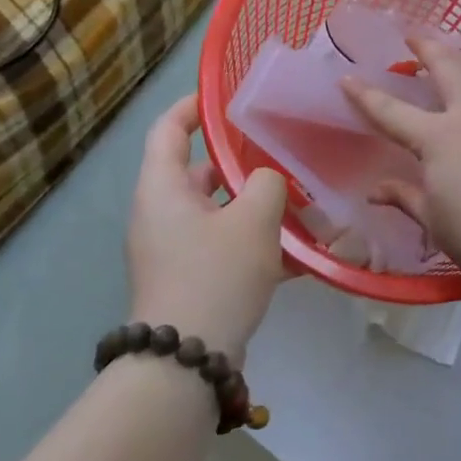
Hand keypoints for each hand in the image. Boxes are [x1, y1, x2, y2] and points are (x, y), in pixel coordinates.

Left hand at [124, 95, 287, 359]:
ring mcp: (173, 250)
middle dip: (241, 161)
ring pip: (217, 211)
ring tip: (300, 200)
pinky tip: (299, 252)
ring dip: (254, 205)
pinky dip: (254, 242)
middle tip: (280, 149)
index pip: (168, 129)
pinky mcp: (189, 280)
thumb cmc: (215, 275)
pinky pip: (224, 246)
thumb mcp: (253, 219)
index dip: (193, 106)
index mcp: (163, 188)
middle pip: (198, 171)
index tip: (226, 96)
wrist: (186, 364)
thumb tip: (265, 181)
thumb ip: (266, 183)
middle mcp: (160, 214)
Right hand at [343, 36, 460, 301]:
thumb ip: (405, 197)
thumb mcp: (435, 222)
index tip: (347, 78)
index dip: (365, 95)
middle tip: (413, 37)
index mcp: (441, 138)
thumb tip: (375, 189)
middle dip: (426, 47)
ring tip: (453, 55)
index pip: (392, 111)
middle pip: (447, 67)